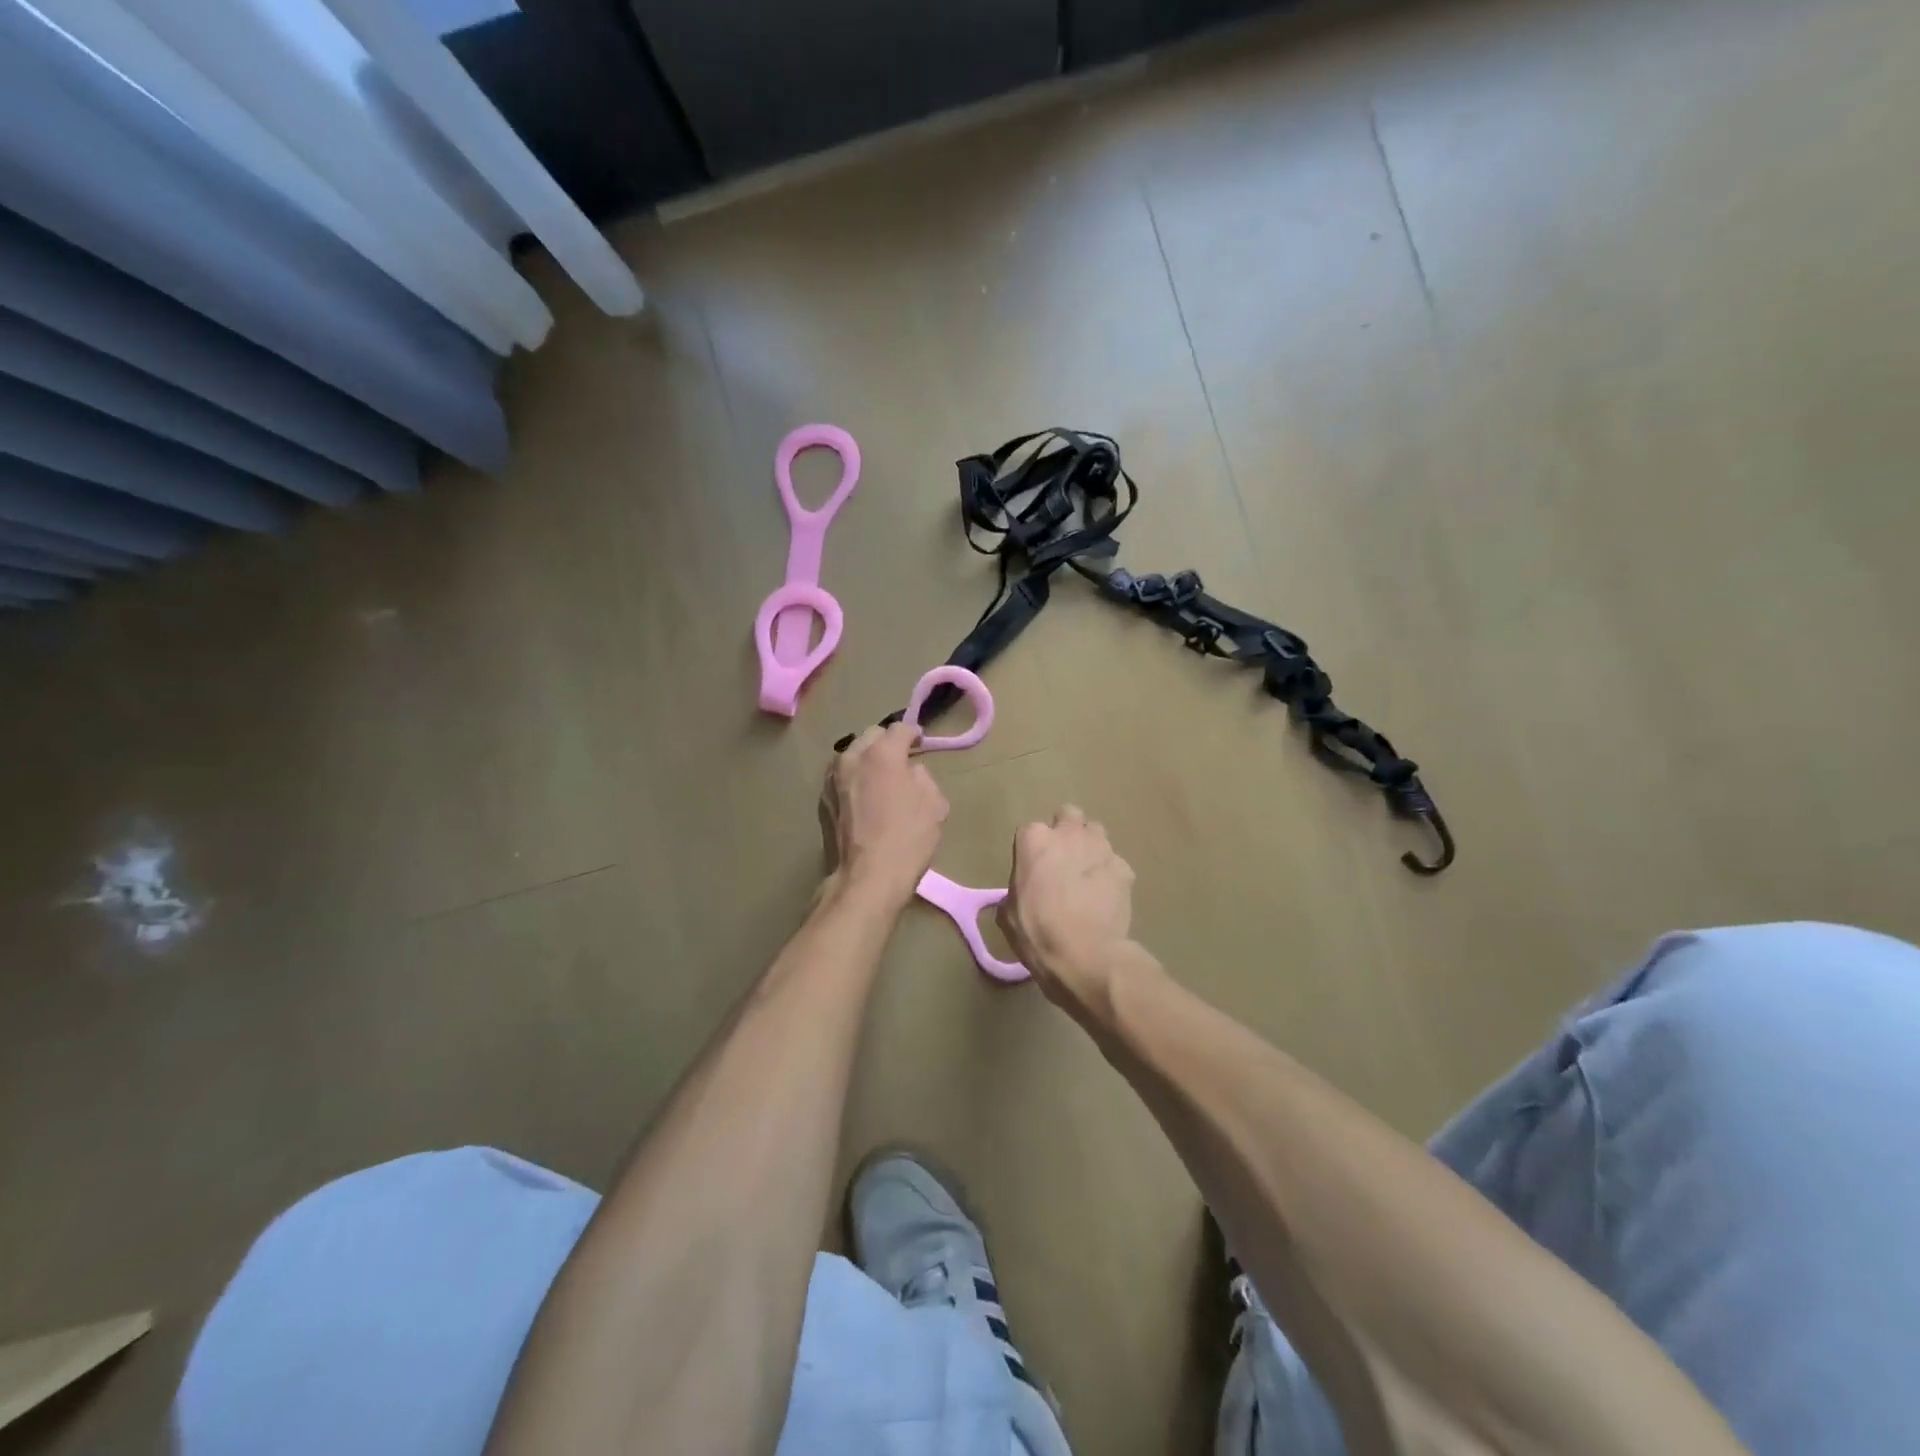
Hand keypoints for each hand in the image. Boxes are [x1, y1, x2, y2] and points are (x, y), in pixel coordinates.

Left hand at [820, 722, 947, 908]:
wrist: (868, 877)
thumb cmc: (908, 838)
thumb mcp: (935, 804)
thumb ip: (923, 777)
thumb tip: (910, 772)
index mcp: (882, 753)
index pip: (900, 728)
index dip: (914, 733)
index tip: (921, 743)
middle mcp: (852, 757)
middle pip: (871, 736)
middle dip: (887, 743)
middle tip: (901, 760)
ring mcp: (832, 778)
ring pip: (852, 755)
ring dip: (867, 759)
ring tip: (880, 778)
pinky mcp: (822, 800)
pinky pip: (841, 778)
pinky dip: (854, 779)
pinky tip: (864, 797)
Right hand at [997, 806, 1135, 1007]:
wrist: (1085, 955)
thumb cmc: (1038, 933)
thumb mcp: (1009, 914)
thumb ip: (1016, 891)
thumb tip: (1021, 895)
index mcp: (1033, 840)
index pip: (1030, 831)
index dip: (1033, 851)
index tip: (1034, 870)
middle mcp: (1068, 834)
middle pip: (1069, 816)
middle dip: (1067, 831)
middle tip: (1064, 859)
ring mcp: (1100, 847)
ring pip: (1096, 833)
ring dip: (1090, 847)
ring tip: (1088, 875)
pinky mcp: (1124, 868)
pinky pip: (1115, 863)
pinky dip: (1110, 874)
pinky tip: (1106, 896)